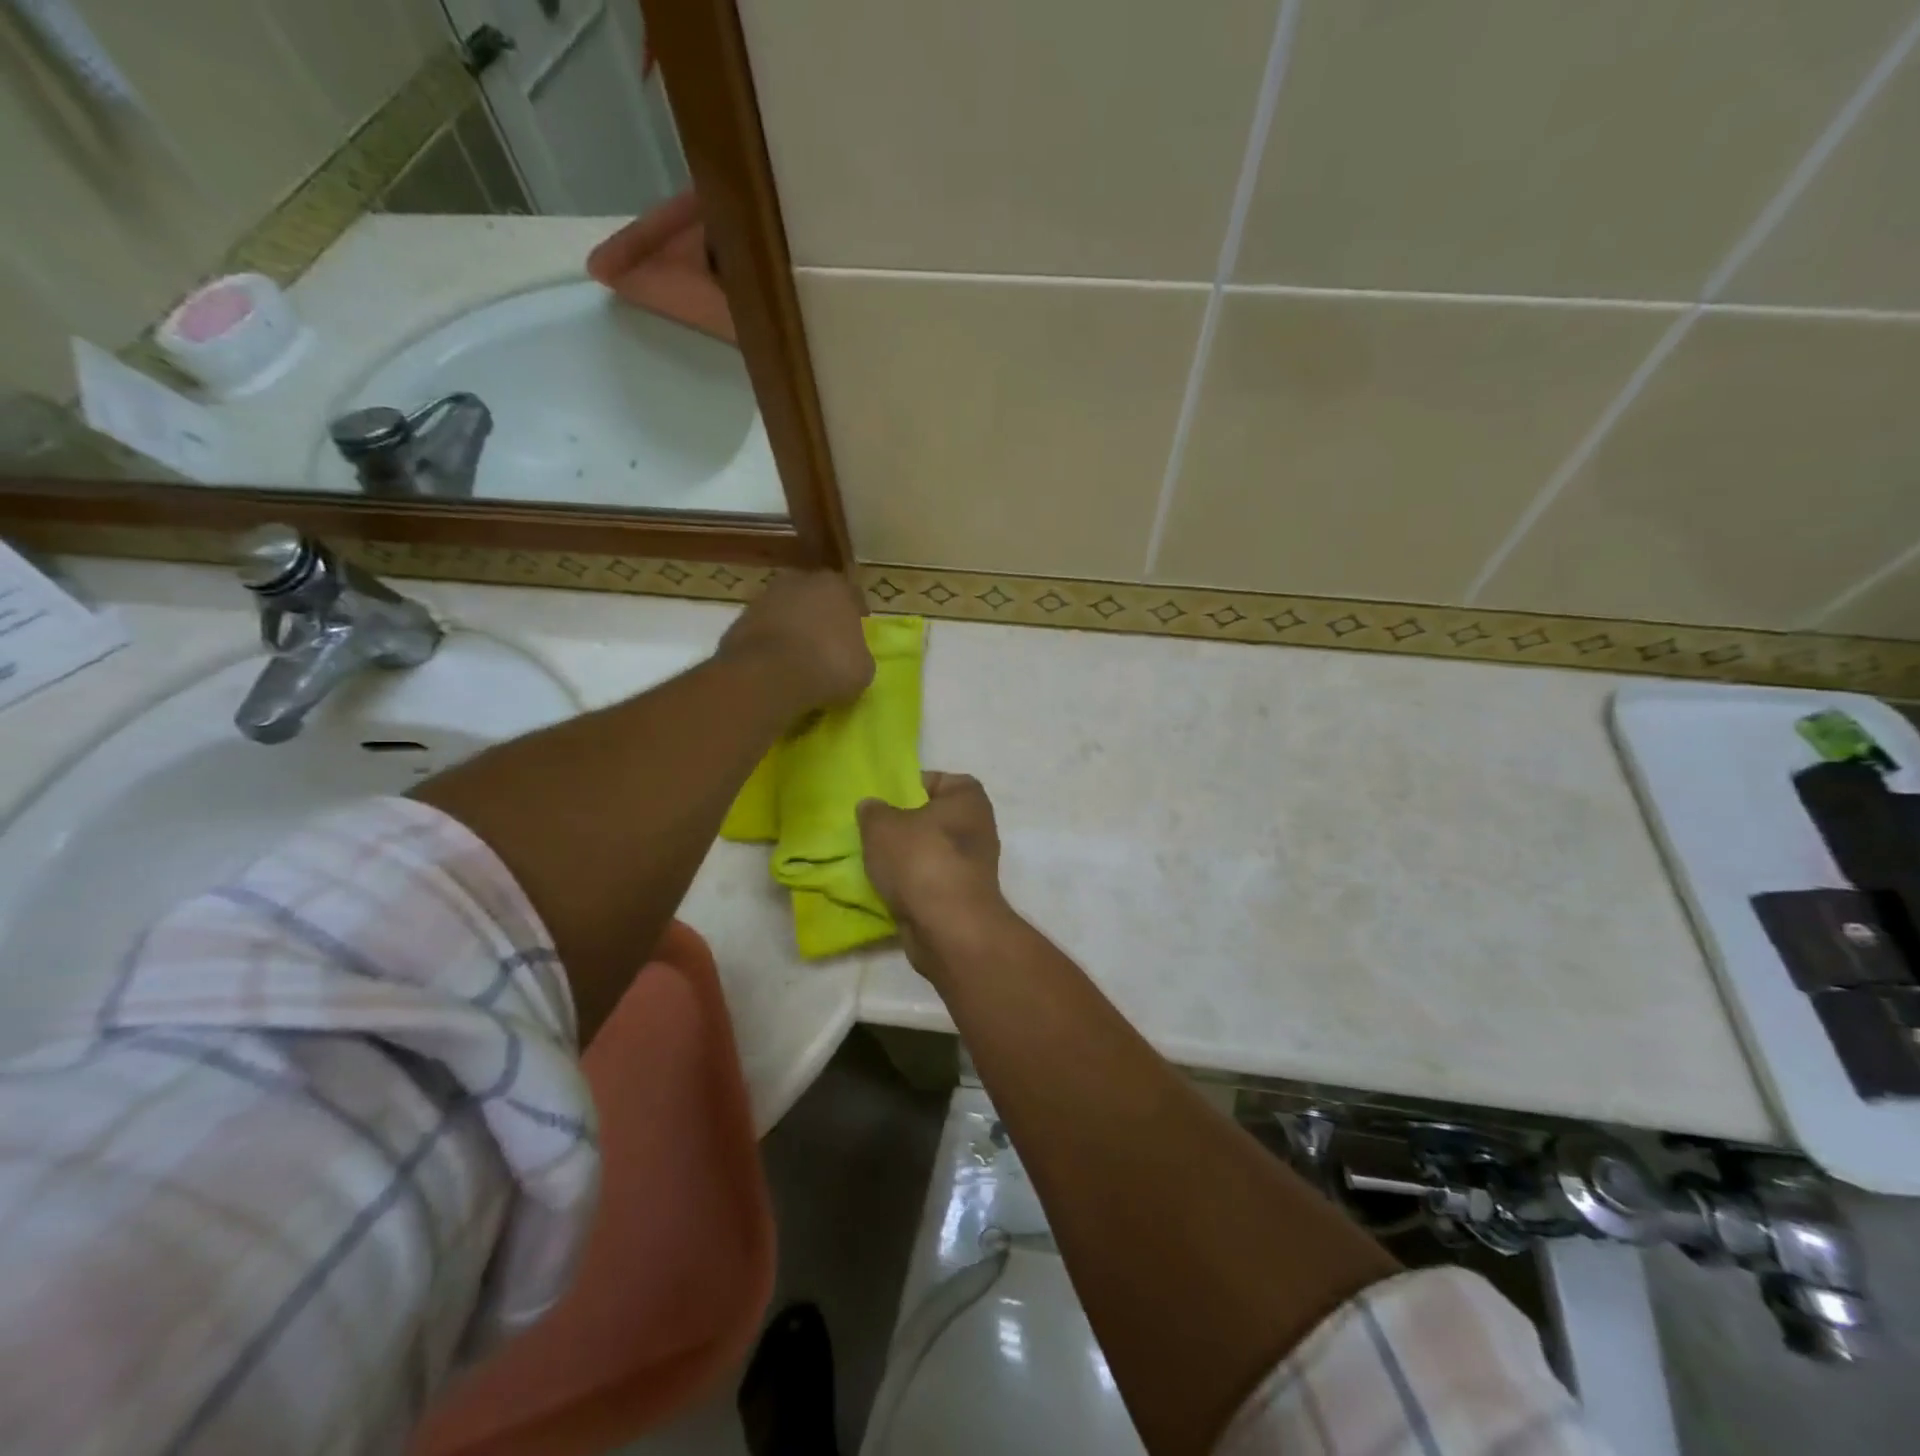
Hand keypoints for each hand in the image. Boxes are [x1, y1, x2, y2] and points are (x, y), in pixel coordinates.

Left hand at [717, 571, 873, 711]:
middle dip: (820, 616)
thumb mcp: (862, 669)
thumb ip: (859, 655)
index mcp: (835, 586)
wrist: (768, 675)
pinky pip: (764, 631)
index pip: (852, 596)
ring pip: (786, 611)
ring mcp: (765, 597)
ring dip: (792, 628)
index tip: (857, 636)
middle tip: (826, 644)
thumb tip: (852, 656)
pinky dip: (770, 644)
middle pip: (815, 597)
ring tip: (798, 658)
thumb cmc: (827, 665)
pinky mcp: (740, 619)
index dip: (856, 616)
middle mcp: (799, 581)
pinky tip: (775, 666)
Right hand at [858, 773, 1006, 951]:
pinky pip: (931, 881)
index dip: (907, 787)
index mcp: (968, 798)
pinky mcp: (964, 896)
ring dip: (906, 859)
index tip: (881, 802)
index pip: (936, 780)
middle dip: (903, 826)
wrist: (949, 927)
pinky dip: (913, 885)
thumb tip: (872, 807)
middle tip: (872, 832)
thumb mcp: (882, 826)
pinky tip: (887, 890)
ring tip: (874, 862)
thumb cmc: (920, 860)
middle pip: (932, 818)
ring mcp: (974, 864)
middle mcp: (978, 826)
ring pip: (930, 852)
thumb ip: (873, 811)